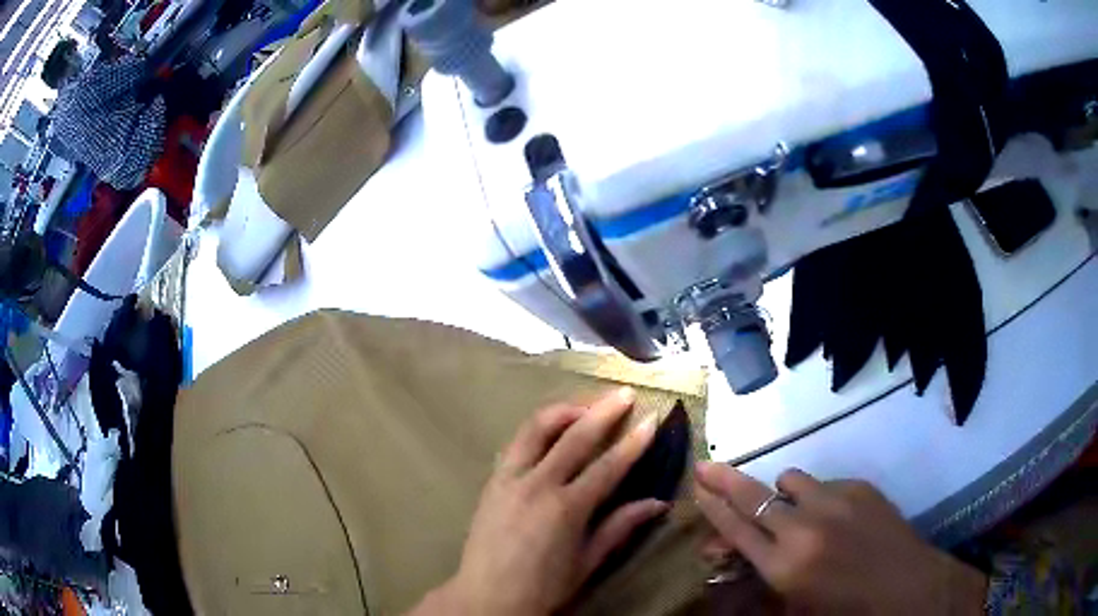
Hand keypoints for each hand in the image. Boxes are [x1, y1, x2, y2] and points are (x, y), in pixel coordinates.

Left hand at [419, 388, 666, 615]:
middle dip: (603, 411)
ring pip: (537, 428)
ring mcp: (509, 478)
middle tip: (624, 394)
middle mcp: (537, 484)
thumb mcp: (587, 562)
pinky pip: (516, 443)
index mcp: (566, 508)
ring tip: (586, 405)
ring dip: (565, 410)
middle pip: (574, 436)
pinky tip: (551, 430)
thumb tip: (658, 503)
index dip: (633, 441)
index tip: (652, 419)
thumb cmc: (543, 588)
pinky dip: (538, 429)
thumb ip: (620, 527)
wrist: (486, 597)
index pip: (608, 465)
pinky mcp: (492, 480)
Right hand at [694, 463, 986, 614]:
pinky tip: (835, 519)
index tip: (697, 486)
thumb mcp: (794, 608)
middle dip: (726, 479)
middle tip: (705, 466)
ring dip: (783, 493)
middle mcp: (805, 528)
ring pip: (792, 480)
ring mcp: (836, 501)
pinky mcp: (860, 487)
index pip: (737, 529)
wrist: (906, 587)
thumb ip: (759, 584)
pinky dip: (819, 498)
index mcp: (785, 567)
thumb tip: (731, 559)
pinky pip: (826, 484)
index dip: (714, 508)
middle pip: (755, 495)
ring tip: (793, 511)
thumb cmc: (844, 610)